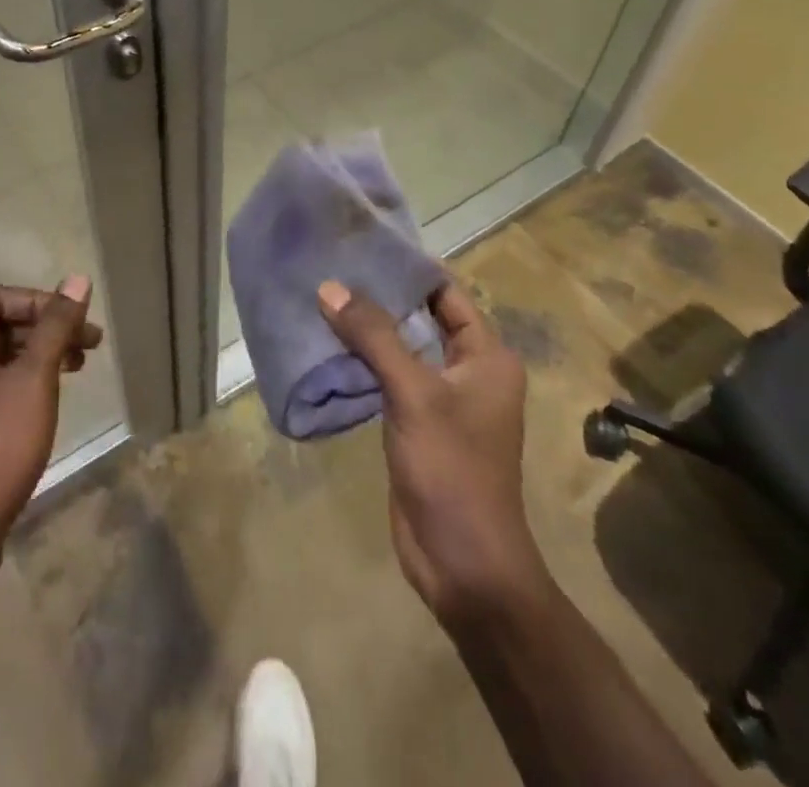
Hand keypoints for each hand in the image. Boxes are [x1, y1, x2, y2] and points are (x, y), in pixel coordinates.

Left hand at [0, 276, 100, 609]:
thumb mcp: (33, 382)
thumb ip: (55, 328)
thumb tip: (77, 280)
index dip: (40, 301)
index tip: (78, 324)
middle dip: (45, 330)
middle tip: (90, 347)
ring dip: (35, 357)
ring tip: (76, 371)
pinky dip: (17, 385)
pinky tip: (44, 404)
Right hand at [318, 278, 551, 630]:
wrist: (464, 566)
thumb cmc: (453, 470)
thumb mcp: (414, 395)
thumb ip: (374, 337)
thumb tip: (330, 286)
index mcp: (486, 356)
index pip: (445, 293)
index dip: (407, 269)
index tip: (363, 243)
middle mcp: (467, 370)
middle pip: (420, 317)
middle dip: (379, 296)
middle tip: (331, 266)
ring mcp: (441, 398)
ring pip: (401, 348)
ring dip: (366, 329)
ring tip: (321, 296)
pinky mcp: (416, 423)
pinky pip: (388, 377)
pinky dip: (361, 361)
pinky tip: (325, 344)